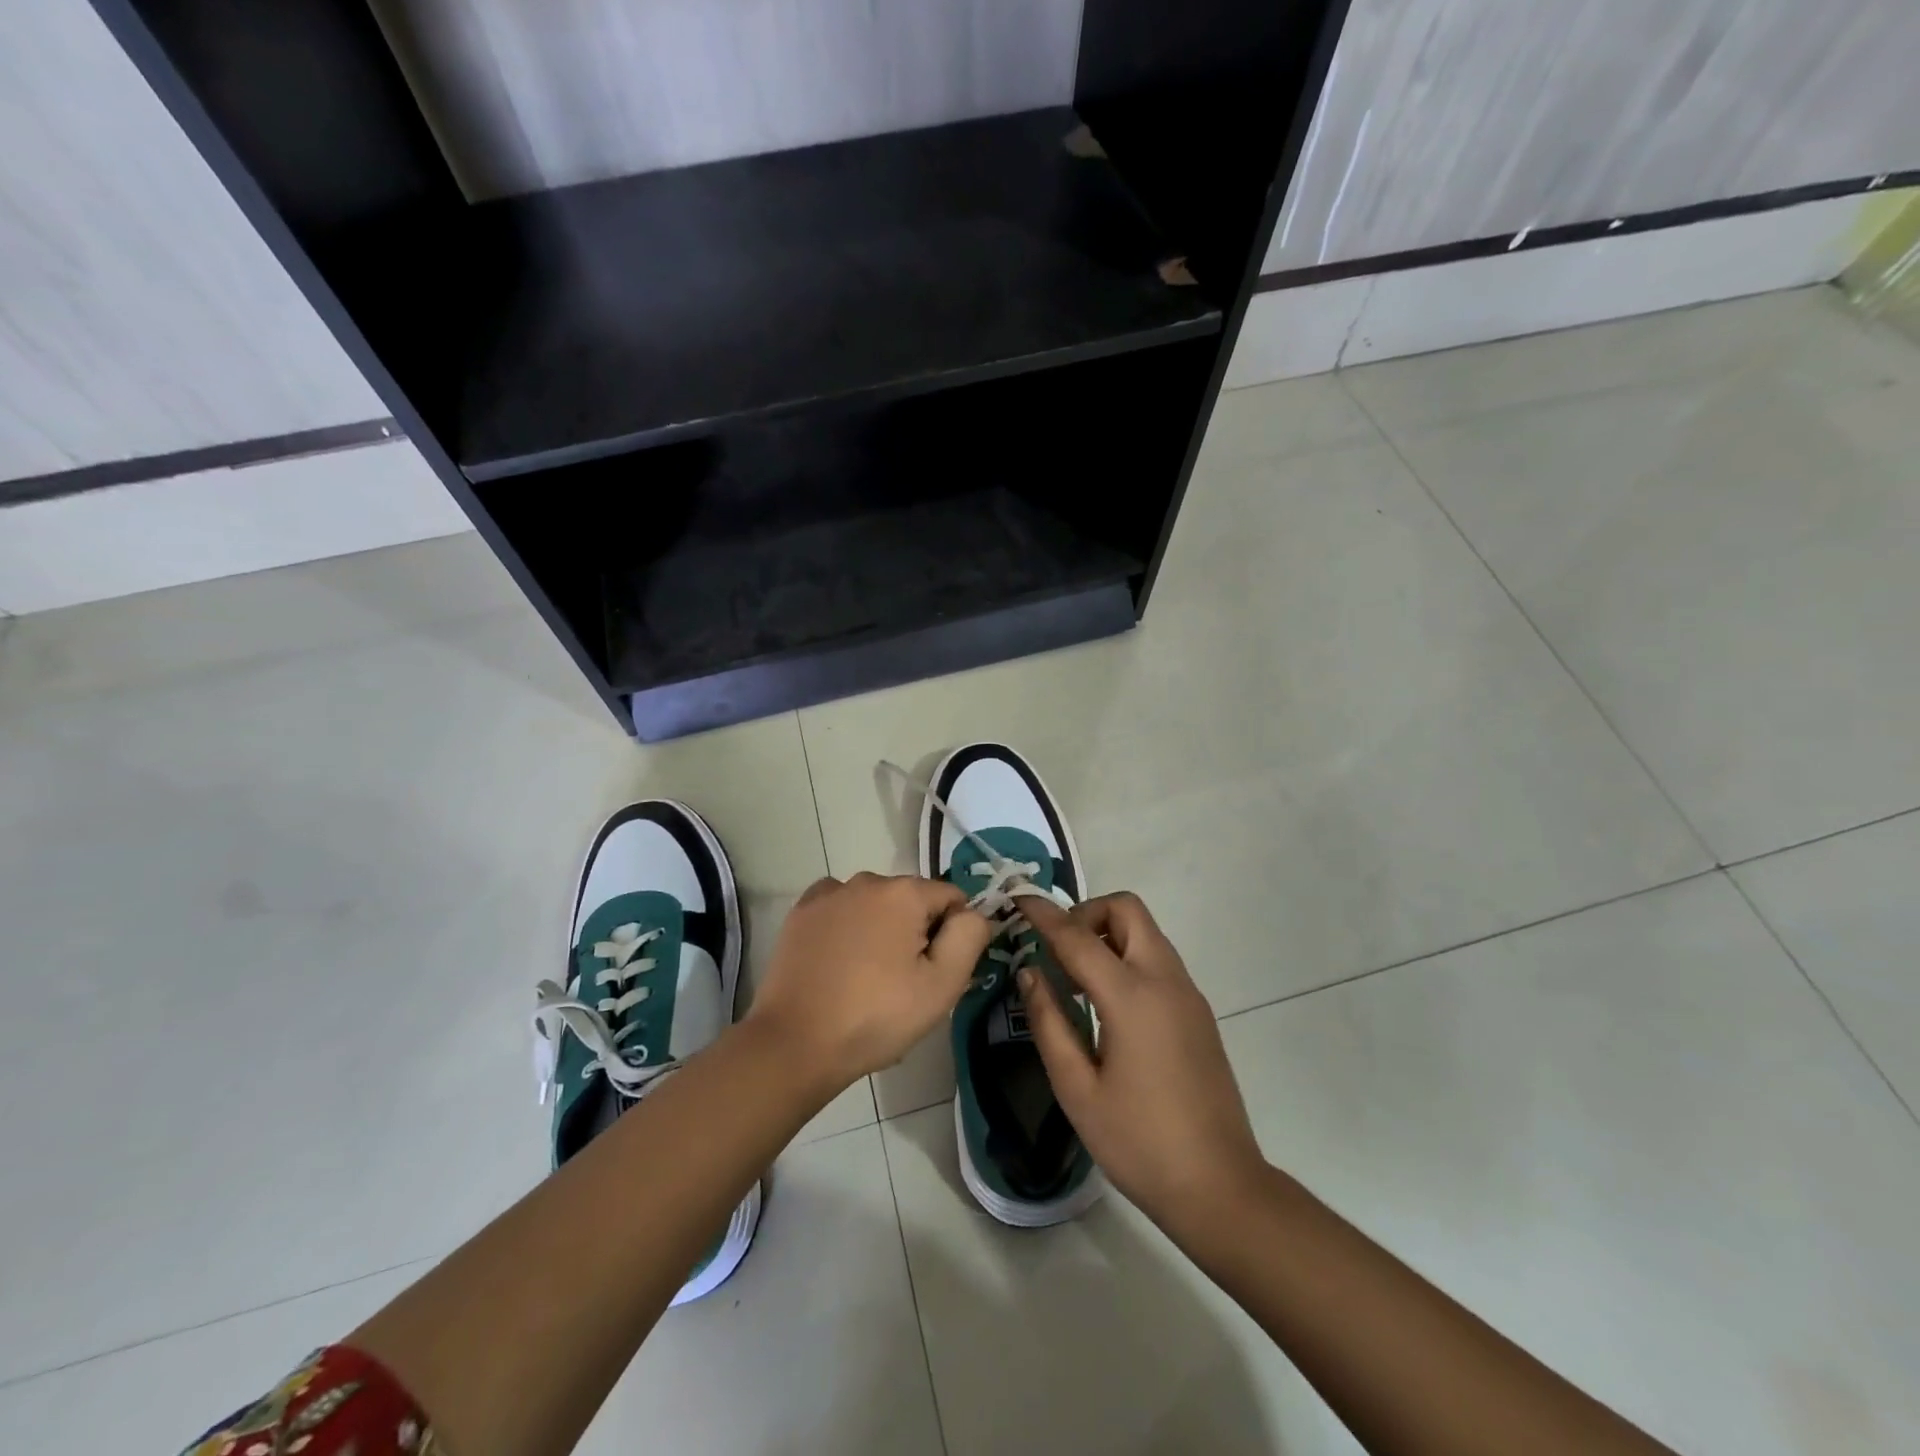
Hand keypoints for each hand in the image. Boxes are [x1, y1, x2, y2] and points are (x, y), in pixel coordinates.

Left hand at [748, 872, 991, 1092]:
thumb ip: (969, 937)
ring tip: (868, 979)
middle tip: (905, 983)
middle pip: (912, 900)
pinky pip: (840, 909)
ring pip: (875, 904)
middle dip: (916, 932)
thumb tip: (973, 913)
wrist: (795, 1043)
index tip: (937, 973)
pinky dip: (847, 926)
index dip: (953, 935)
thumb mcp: (942, 985)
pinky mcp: (801, 913)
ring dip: (881, 929)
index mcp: (905, 892)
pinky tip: (840, 961)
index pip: (952, 899)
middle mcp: (867, 880)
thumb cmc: (876, 1016)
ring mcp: (828, 894)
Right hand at [1017, 892, 1265, 1229]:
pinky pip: (1158, 959)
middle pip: (1127, 910)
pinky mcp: (1198, 1012)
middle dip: (1086, 914)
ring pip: (1146, 932)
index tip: (1018, 899)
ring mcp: (1188, 994)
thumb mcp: (1077, 1088)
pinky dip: (1127, 957)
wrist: (1220, 1187)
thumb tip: (1030, 972)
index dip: (1044, 914)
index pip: (1078, 936)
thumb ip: (1048, 1022)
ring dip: (1108, 935)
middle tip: (1057, 950)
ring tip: (1076, 981)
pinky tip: (1106, 1005)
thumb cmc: (1139, 1142)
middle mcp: (1165, 980)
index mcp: (1132, 997)